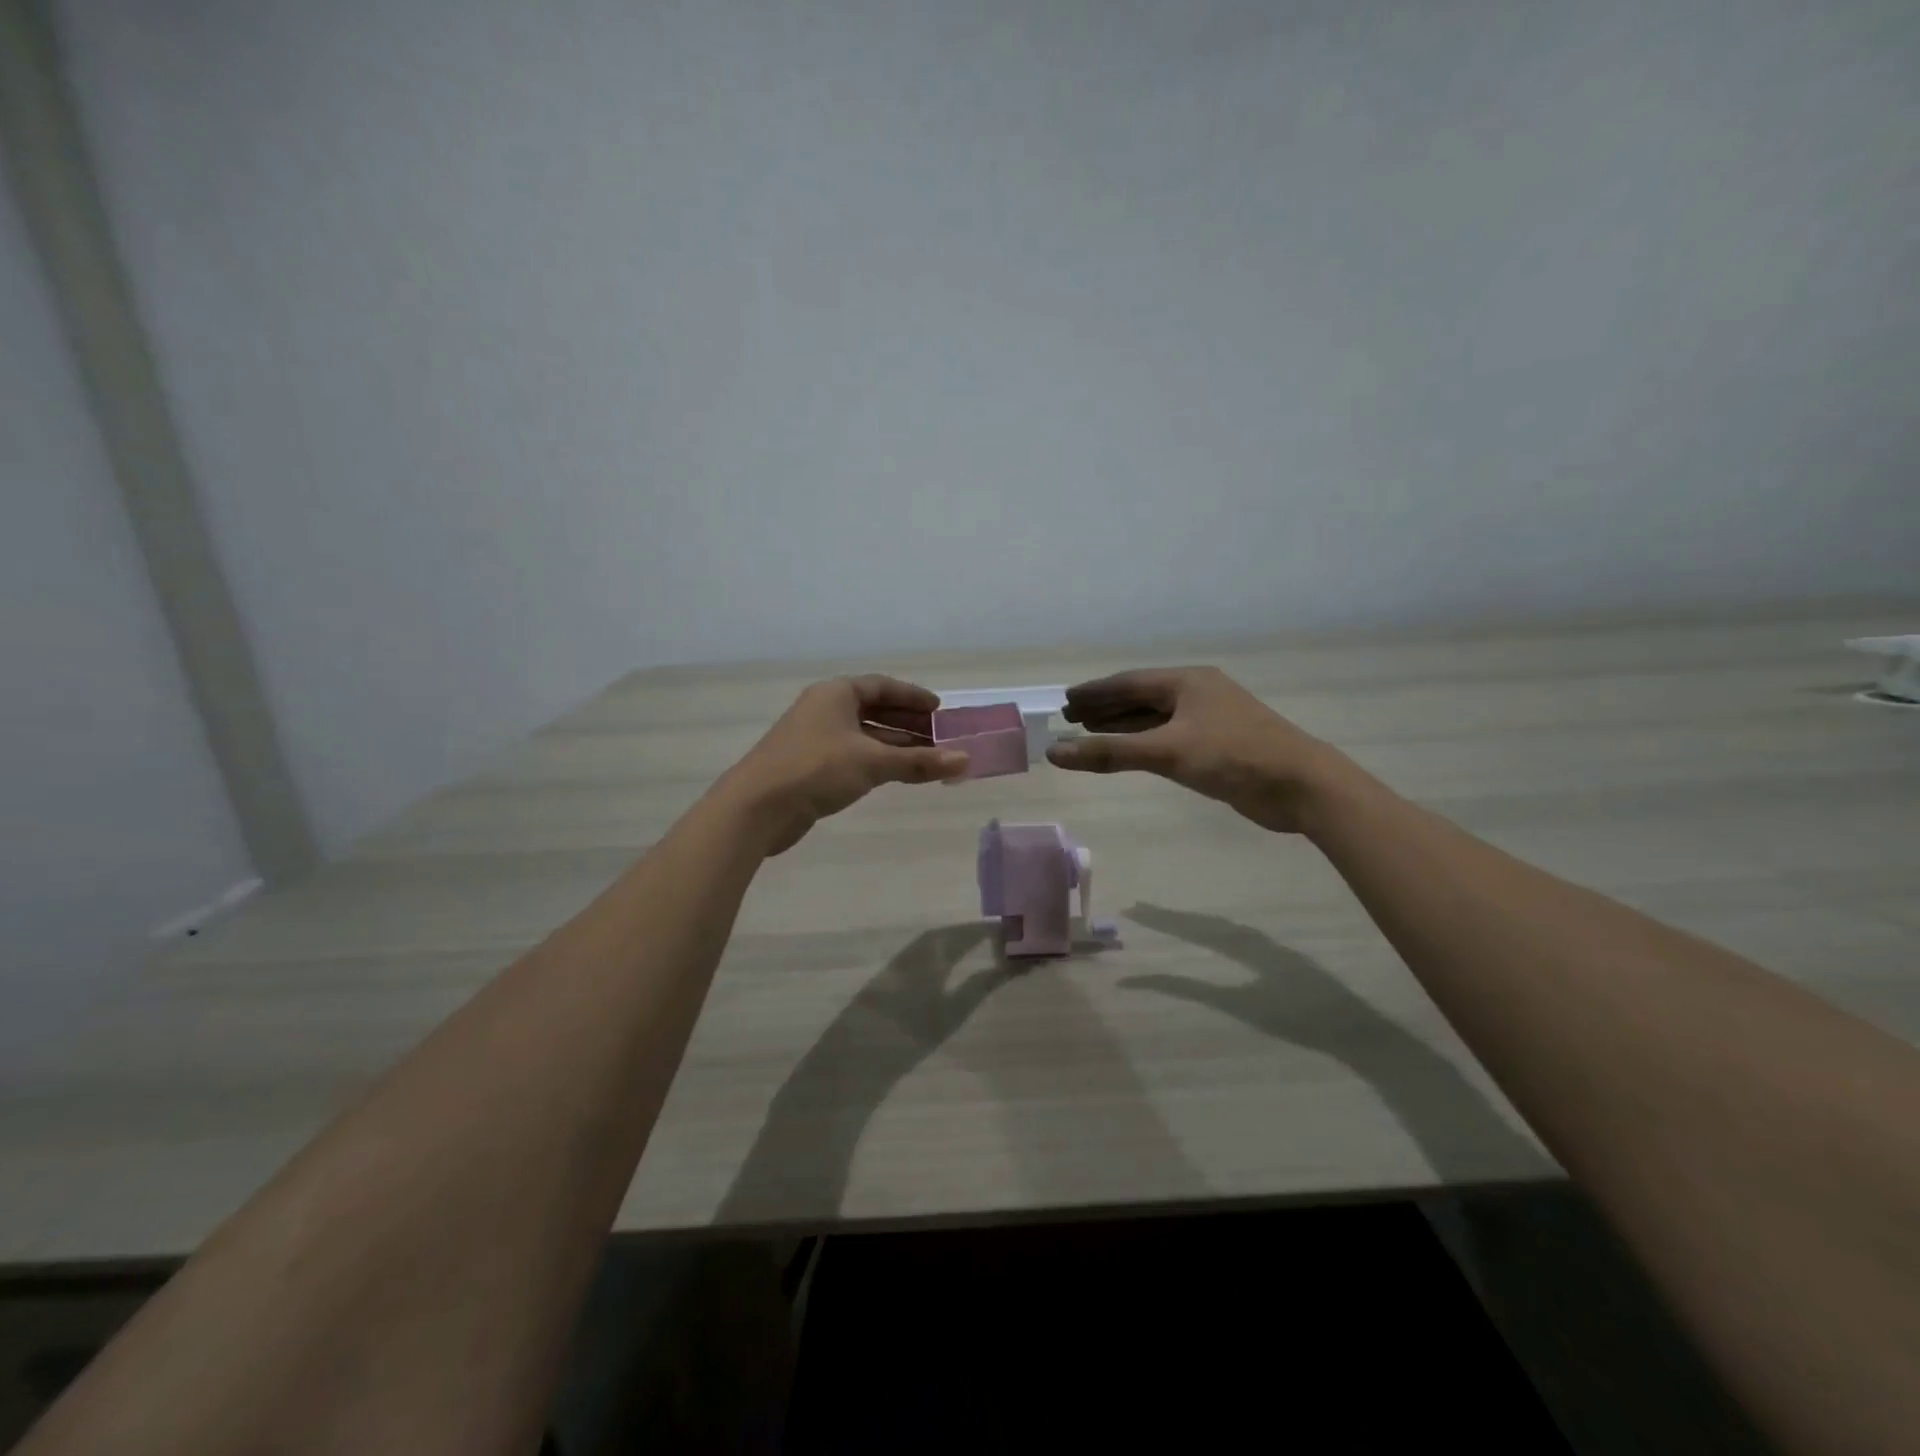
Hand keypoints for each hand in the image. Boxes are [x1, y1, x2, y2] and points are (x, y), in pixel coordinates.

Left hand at [721, 675, 968, 853]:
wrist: (757, 806)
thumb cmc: (817, 769)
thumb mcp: (873, 762)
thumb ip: (919, 762)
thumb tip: (965, 761)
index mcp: (836, 694)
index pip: (882, 686)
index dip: (912, 697)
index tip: (939, 709)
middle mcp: (825, 709)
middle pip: (874, 709)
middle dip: (907, 723)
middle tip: (939, 737)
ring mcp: (815, 737)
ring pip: (863, 735)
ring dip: (894, 745)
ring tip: (926, 758)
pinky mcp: (809, 765)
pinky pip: (852, 754)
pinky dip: (876, 760)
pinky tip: (895, 774)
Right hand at [1045, 667, 1348, 833]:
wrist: (1301, 786)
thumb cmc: (1233, 756)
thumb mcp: (1167, 752)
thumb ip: (1109, 753)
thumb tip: (1054, 752)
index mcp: (1187, 682)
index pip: (1129, 682)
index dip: (1095, 692)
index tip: (1066, 700)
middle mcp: (1197, 694)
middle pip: (1141, 697)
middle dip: (1106, 708)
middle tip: (1071, 718)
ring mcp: (1209, 720)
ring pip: (1156, 719)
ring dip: (1123, 726)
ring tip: (1090, 733)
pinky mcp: (1218, 746)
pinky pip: (1170, 737)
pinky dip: (1144, 743)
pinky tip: (1131, 752)